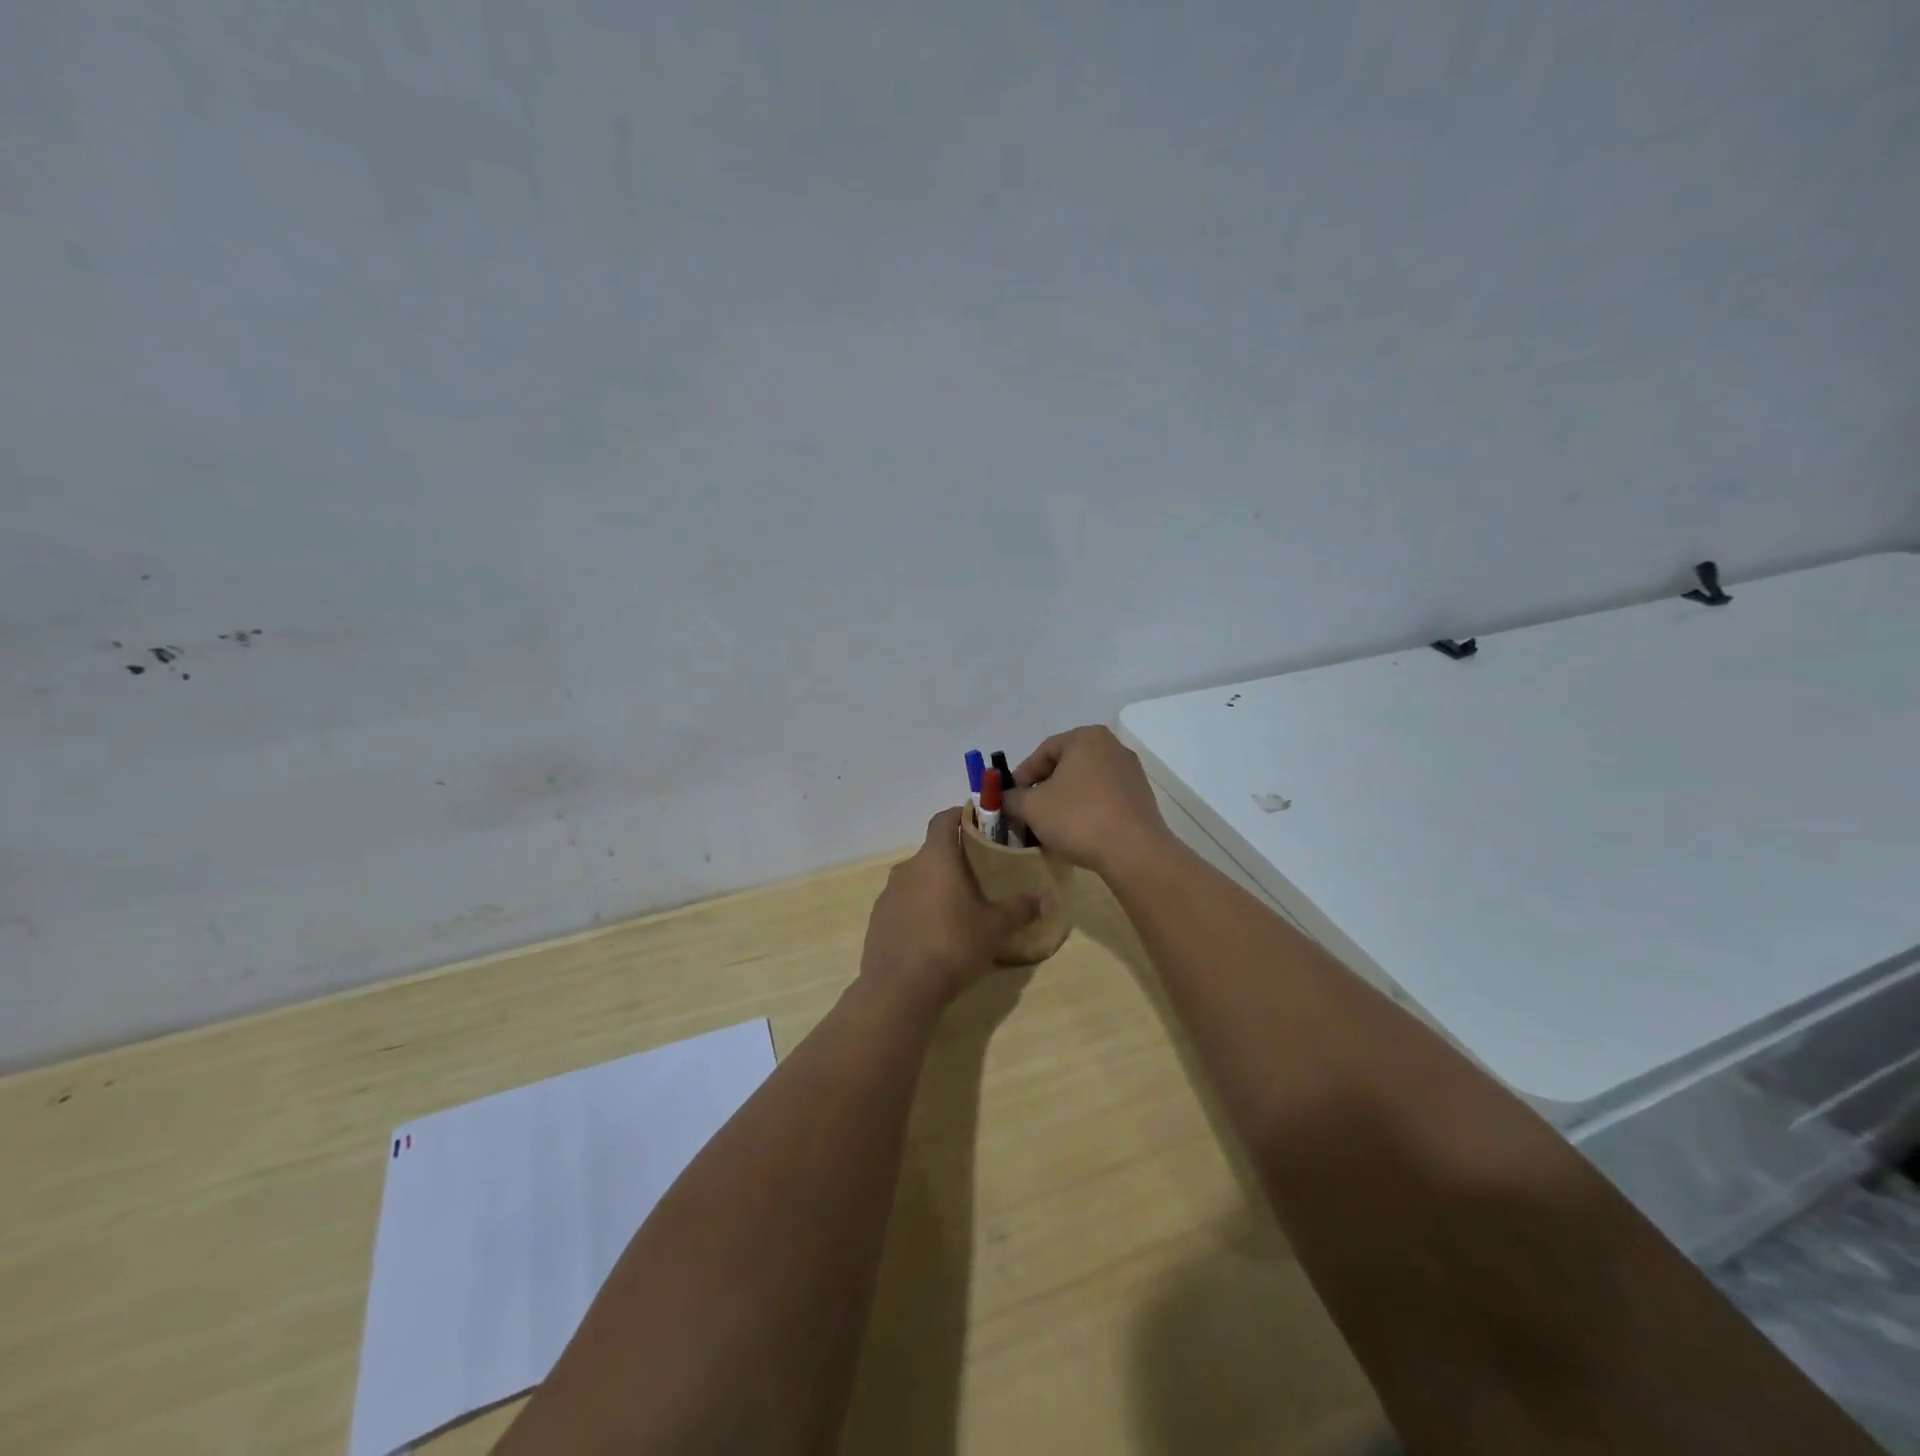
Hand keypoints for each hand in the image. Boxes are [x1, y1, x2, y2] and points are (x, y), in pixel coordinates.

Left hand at [860, 807, 1038, 1006]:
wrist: (899, 990)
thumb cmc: (951, 946)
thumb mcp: (994, 929)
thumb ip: (1019, 909)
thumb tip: (1043, 899)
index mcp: (935, 858)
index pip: (943, 819)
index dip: (960, 815)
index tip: (978, 822)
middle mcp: (907, 868)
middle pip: (933, 852)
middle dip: (954, 860)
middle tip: (979, 876)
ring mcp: (888, 894)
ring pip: (917, 879)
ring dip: (936, 886)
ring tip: (958, 909)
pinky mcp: (878, 919)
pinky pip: (904, 904)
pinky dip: (919, 910)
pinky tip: (934, 935)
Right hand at [1003, 726, 1171, 873]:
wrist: (1134, 852)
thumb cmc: (1078, 818)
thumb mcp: (1031, 807)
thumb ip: (1011, 798)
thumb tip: (1005, 799)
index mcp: (1086, 738)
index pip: (1043, 752)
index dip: (1021, 776)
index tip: (1010, 799)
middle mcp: (1112, 747)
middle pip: (1065, 766)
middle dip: (1043, 790)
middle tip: (1027, 813)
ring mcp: (1131, 773)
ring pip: (1084, 784)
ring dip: (1063, 802)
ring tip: (1048, 827)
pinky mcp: (1141, 798)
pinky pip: (1103, 799)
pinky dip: (1086, 811)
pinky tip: (1076, 833)